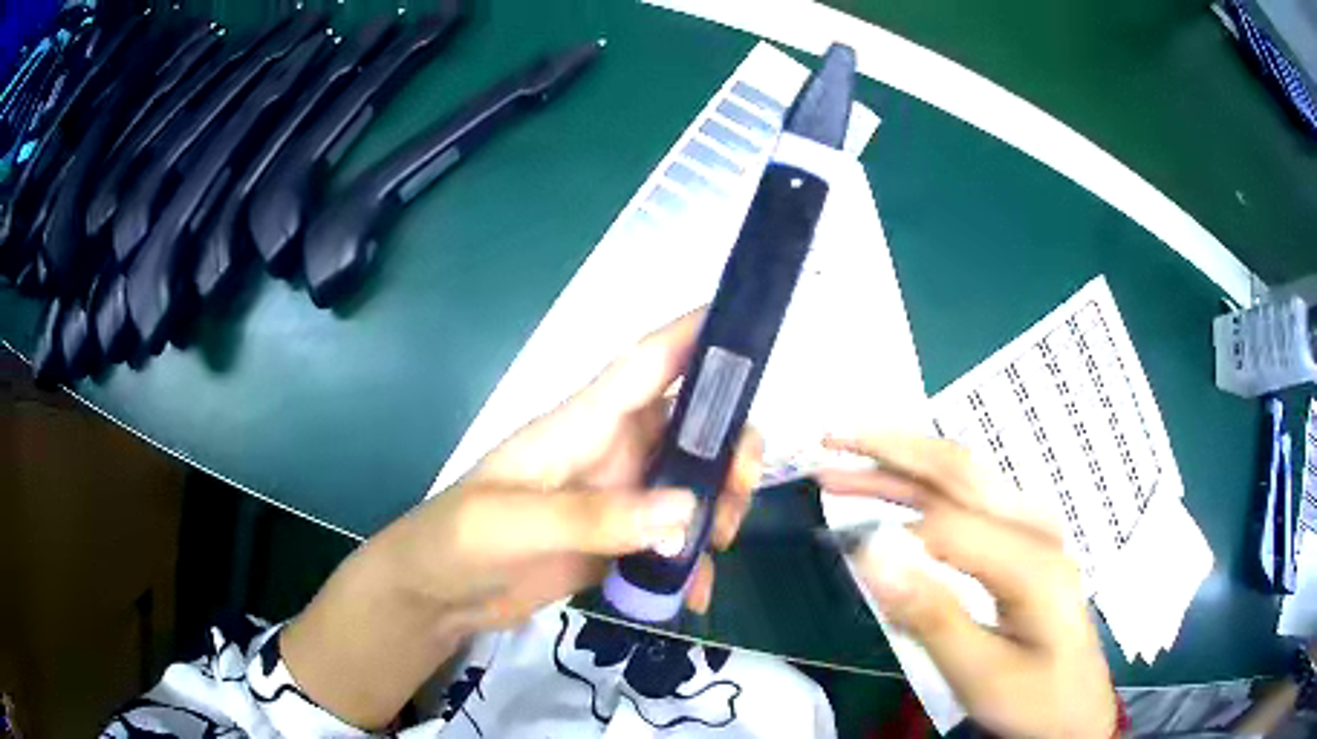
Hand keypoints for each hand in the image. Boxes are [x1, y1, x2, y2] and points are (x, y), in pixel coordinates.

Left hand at [283, 310, 761, 728]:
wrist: (436, 596)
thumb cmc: (458, 540)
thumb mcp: (512, 522)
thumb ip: (595, 516)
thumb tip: (687, 509)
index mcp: (580, 425)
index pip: (645, 365)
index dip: (694, 335)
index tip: (750, 327)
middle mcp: (608, 452)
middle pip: (688, 427)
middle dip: (728, 447)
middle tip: (741, 490)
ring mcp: (616, 501)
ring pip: (690, 484)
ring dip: (717, 507)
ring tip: (718, 548)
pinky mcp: (617, 543)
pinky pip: (672, 542)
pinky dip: (690, 564)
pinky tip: (694, 595)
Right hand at [818, 435, 1116, 738]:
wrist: (1076, 709)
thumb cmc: (1032, 698)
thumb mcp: (980, 674)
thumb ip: (930, 613)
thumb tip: (871, 552)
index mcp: (1033, 561)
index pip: (949, 525)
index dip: (888, 528)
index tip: (835, 538)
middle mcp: (1037, 526)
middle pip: (960, 470)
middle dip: (892, 449)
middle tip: (829, 441)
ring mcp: (1035, 527)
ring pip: (964, 476)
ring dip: (903, 462)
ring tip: (846, 461)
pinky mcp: (1027, 538)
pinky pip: (971, 496)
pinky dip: (925, 483)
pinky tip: (898, 486)